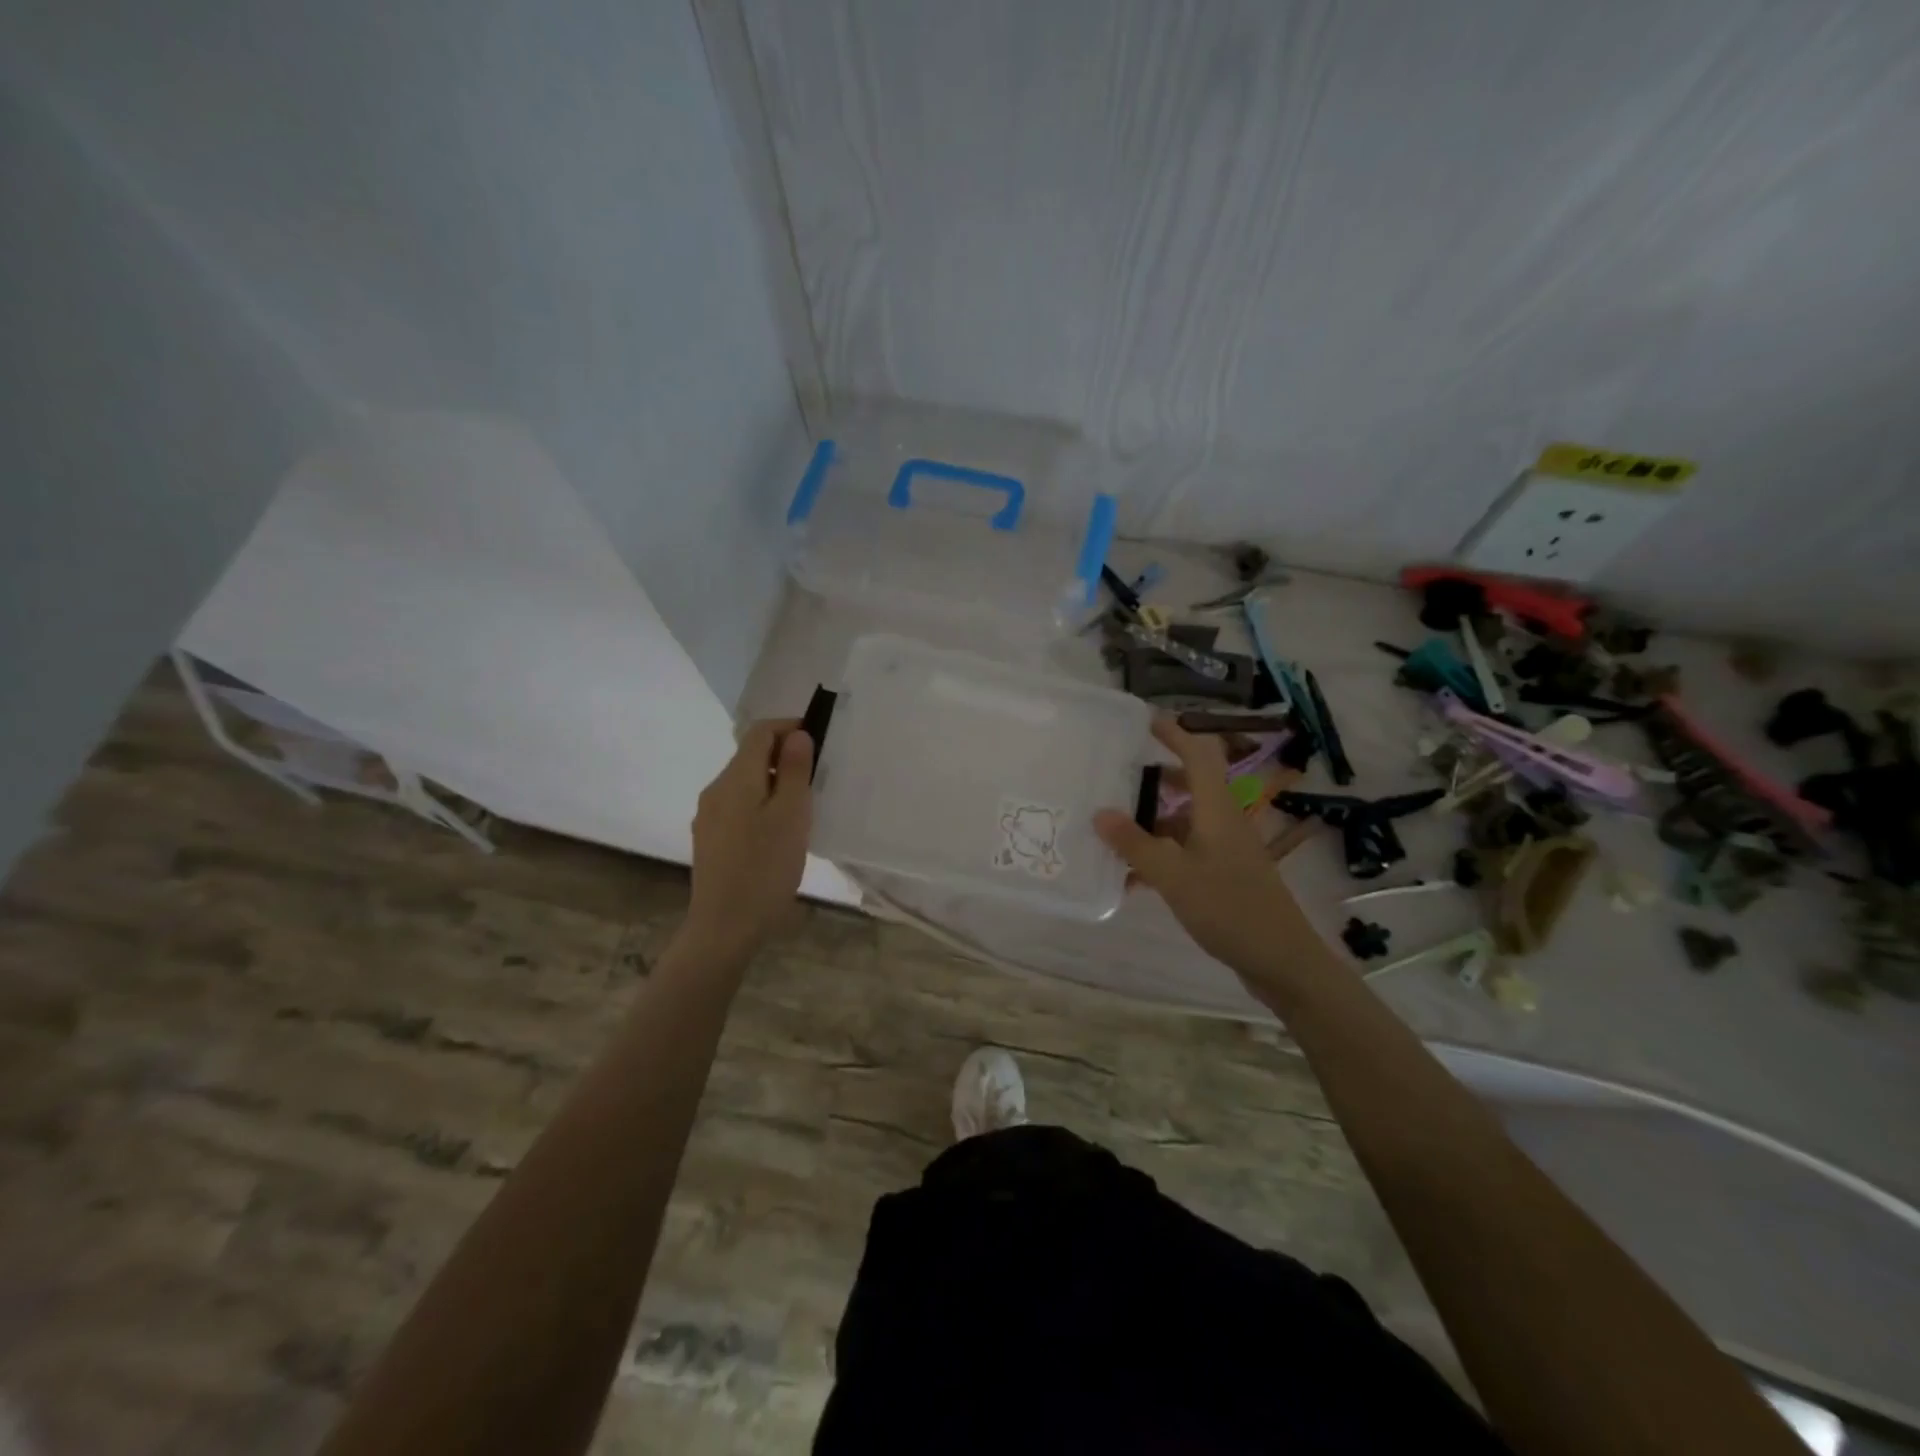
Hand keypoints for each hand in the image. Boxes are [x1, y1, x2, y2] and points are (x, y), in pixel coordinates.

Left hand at [684, 720, 813, 959]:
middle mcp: (715, 790)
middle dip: (785, 757)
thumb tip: (797, 735)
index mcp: (735, 779)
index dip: (789, 727)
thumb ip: (795, 771)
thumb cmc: (765, 868)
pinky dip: (761, 804)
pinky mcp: (710, 839)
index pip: (759, 732)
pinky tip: (778, 832)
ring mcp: (709, 816)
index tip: (819, 741)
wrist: (725, 927)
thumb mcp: (792, 816)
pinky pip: (738, 806)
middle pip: (750, 757)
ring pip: (745, 783)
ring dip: (774, 782)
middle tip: (818, 778)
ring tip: (803, 807)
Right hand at [1095, 717, 1327, 989]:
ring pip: (1183, 821)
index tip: (1142, 721)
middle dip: (1152, 777)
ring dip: (1150, 821)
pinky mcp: (1222, 875)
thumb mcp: (1174, 876)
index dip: (1174, 732)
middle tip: (1113, 777)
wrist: (1280, 960)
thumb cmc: (1229, 908)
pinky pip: (1184, 851)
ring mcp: (1224, 849)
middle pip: (1189, 784)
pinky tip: (1129, 876)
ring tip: (1110, 826)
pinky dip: (1158, 854)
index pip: (1199, 754)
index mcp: (1217, 809)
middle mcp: (1222, 821)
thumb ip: (1135, 844)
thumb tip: (1100, 812)